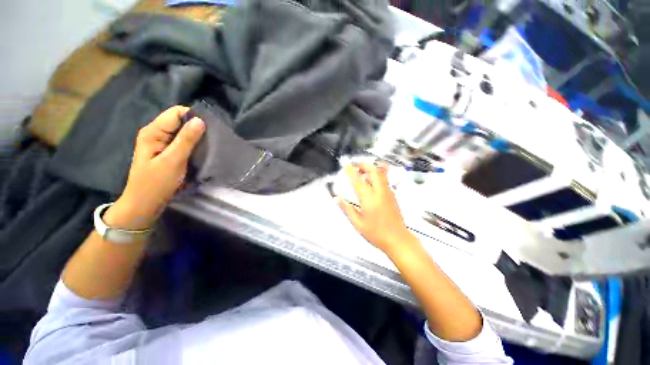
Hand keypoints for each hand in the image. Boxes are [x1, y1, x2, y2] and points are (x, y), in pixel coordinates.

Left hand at [105, 106, 204, 229]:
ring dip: (196, 137)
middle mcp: (156, 133)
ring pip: (183, 132)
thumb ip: (186, 140)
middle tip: (213, 139)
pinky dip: (193, 145)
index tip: (210, 128)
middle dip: (197, 128)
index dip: (193, 117)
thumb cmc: (156, 183)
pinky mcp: (167, 152)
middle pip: (180, 121)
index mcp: (153, 132)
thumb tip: (200, 120)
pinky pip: (183, 142)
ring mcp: (161, 143)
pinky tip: (202, 151)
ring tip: (210, 145)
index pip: (176, 113)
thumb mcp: (173, 161)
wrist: (145, 204)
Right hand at [337, 162, 416, 254]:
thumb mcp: (358, 224)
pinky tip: (371, 182)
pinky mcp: (393, 196)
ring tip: (362, 172)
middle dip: (364, 165)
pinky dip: (377, 175)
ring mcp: (388, 193)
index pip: (358, 181)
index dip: (351, 172)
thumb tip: (337, 199)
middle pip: (374, 171)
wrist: (398, 240)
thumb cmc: (377, 234)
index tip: (346, 166)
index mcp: (369, 200)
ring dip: (371, 169)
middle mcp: (380, 193)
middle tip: (356, 166)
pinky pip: (385, 180)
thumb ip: (347, 209)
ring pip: (381, 174)